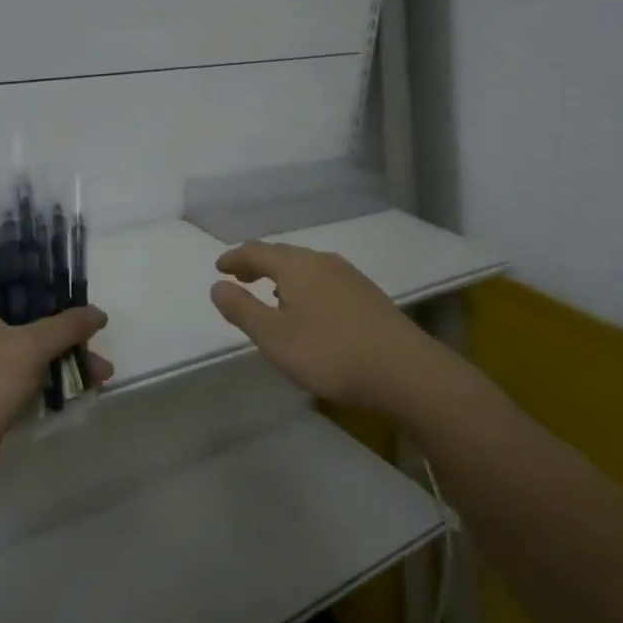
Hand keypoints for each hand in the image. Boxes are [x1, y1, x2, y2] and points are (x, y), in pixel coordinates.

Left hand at [0, 260, 110, 498]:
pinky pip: (31, 372)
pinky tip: (87, 387)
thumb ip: (66, 325)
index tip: (62, 263)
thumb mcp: (28, 347)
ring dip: (66, 352)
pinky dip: (55, 376)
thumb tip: (97, 312)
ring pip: (33, 343)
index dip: (27, 258)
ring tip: (102, 370)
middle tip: (93, 321)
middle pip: (24, 305)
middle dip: (62, 315)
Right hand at [208, 242, 428, 412]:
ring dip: (283, 275)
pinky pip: (324, 279)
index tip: (219, 267)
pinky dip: (305, 286)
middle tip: (240, 276)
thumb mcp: (274, 338)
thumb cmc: (330, 353)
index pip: (257, 252)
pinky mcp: (368, 294)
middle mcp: (322, 261)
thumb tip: (217, 285)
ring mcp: (349, 276)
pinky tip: (310, 308)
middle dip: (258, 264)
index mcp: (296, 266)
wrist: (405, 371)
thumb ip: (243, 310)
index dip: (235, 258)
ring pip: (306, 266)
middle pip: (283, 254)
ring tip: (271, 294)